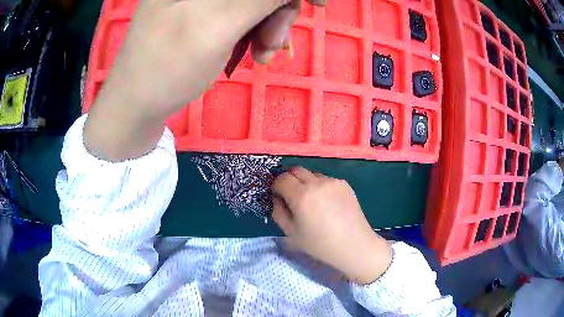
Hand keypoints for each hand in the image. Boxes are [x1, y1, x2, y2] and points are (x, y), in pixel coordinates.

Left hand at [85, 0, 324, 160]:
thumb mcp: (217, 25)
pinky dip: (256, 31)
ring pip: (255, 1)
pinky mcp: (204, 11)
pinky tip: (253, 51)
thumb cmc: (166, 67)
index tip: (318, 5)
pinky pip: (244, 13)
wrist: (135, 105)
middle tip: (273, 42)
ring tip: (262, 54)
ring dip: (269, 25)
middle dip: (277, 10)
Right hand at [272, 167, 391, 284]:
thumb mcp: (291, 233)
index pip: (281, 179)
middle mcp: (317, 183)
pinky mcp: (344, 183)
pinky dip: (320, 187)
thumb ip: (278, 211)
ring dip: (305, 183)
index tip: (279, 197)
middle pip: (295, 170)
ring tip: (312, 202)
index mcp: (302, 196)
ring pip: (311, 174)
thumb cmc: (320, 244)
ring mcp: (332, 181)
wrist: (354, 245)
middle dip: (289, 180)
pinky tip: (327, 203)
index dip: (276, 186)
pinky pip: (325, 179)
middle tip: (291, 196)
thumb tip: (278, 198)